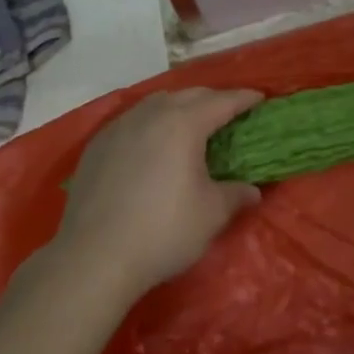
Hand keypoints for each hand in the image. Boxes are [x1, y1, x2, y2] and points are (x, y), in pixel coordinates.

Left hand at [48, 88, 264, 303]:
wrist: (93, 258)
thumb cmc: (162, 231)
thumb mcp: (211, 215)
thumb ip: (236, 195)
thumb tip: (252, 191)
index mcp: (184, 124)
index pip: (222, 101)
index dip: (244, 99)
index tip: (260, 98)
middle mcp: (151, 115)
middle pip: (189, 95)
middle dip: (213, 99)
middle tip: (229, 112)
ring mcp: (119, 128)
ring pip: (156, 103)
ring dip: (179, 106)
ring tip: (190, 123)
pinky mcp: (96, 146)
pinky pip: (132, 121)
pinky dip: (151, 122)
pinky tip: (151, 143)